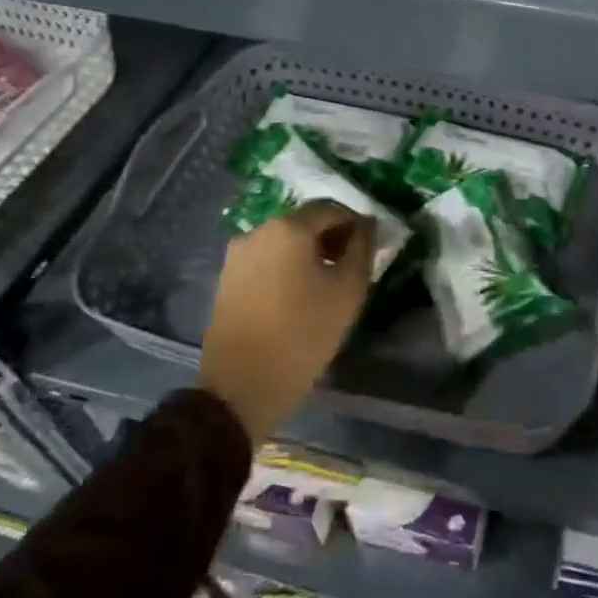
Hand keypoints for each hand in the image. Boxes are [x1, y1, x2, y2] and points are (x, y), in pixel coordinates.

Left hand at [198, 202, 374, 445]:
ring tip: (326, 283)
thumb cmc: (302, 334)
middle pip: (305, 222)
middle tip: (351, 264)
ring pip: (284, 242)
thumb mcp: (348, 291)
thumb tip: (366, 227)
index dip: (356, 222)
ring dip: (308, 253)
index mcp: (288, 227)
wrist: (240, 389)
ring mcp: (237, 256)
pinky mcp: (227, 280)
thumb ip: (362, 249)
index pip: (332, 208)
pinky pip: (266, 260)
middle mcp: (258, 231)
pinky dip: (286, 267)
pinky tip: (299, 295)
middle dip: (331, 236)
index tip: (370, 246)